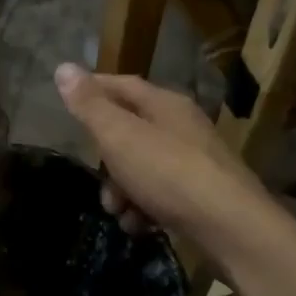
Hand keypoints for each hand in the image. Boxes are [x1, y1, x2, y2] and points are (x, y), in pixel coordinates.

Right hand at [53, 63, 267, 245]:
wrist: (231, 227)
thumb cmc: (168, 172)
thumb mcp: (119, 136)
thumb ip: (89, 105)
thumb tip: (63, 67)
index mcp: (164, 103)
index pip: (121, 85)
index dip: (93, 90)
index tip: (67, 101)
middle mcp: (182, 126)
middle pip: (131, 131)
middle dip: (106, 157)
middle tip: (95, 177)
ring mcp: (196, 161)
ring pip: (143, 167)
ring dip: (123, 190)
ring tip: (117, 211)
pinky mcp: (203, 195)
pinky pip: (162, 194)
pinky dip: (145, 208)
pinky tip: (139, 225)